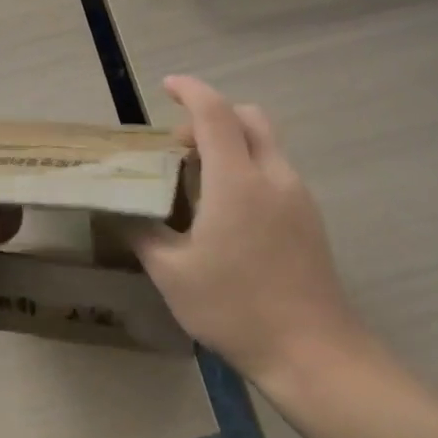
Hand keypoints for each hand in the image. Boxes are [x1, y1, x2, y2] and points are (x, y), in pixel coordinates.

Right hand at [131, 76, 376, 387]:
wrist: (313, 352)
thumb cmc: (235, 308)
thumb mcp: (172, 274)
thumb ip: (143, 233)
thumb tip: (123, 212)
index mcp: (237, 180)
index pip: (215, 112)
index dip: (190, 89)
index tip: (167, 85)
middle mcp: (273, 175)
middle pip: (248, 116)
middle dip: (212, 115)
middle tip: (181, 145)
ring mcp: (298, 196)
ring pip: (266, 143)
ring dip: (232, 142)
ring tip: (200, 181)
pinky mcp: (310, 217)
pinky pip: (276, 170)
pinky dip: (249, 166)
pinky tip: (229, 211)